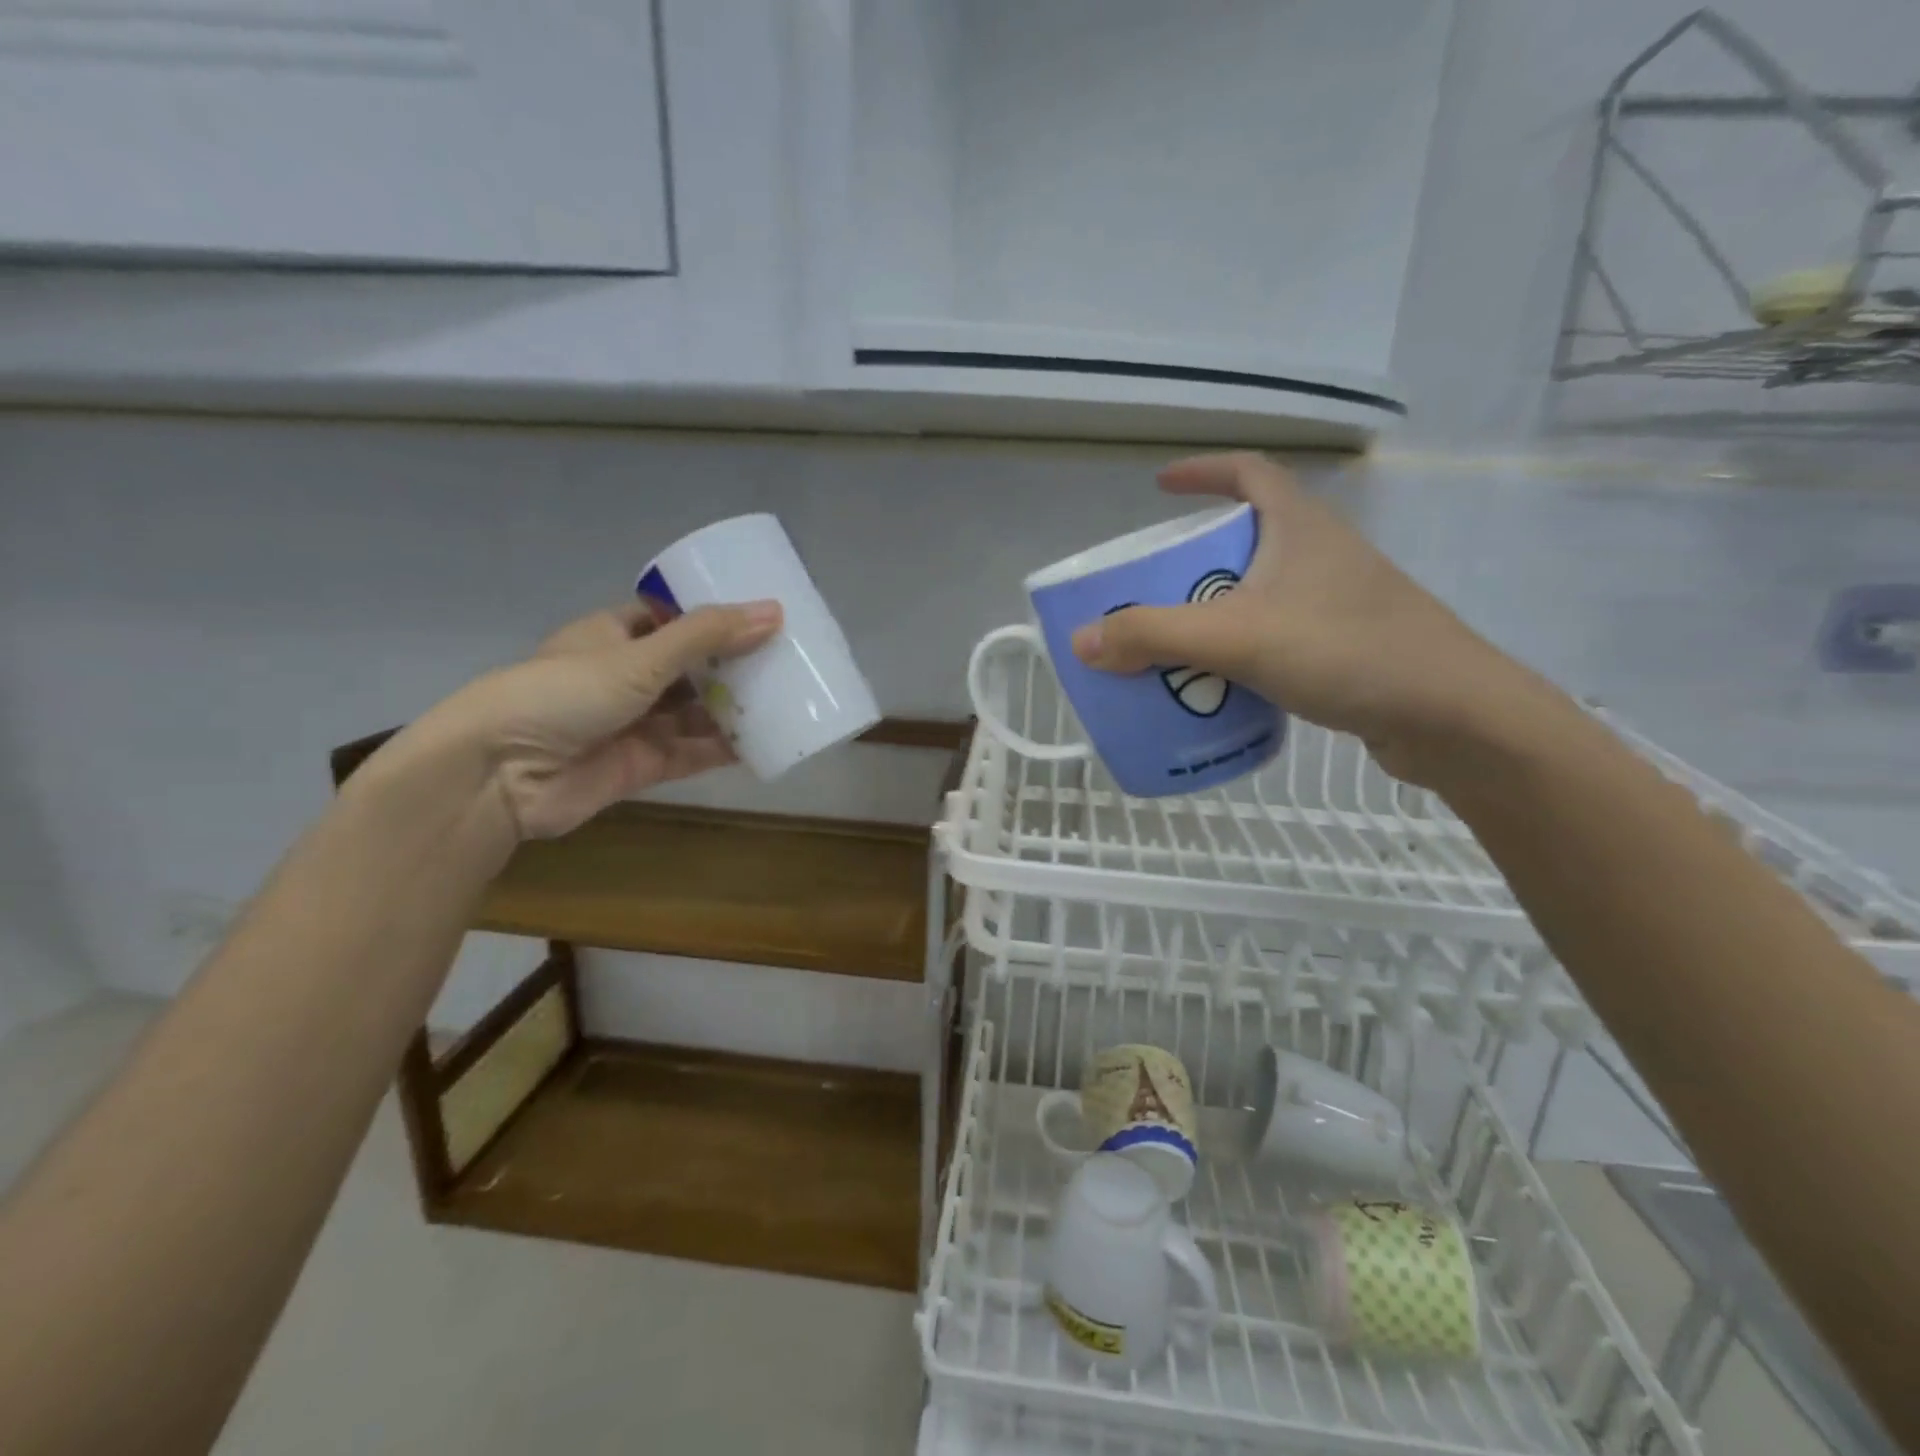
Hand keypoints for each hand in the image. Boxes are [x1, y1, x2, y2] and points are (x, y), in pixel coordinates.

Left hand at [409, 598, 781, 839]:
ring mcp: (635, 722)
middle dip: (734, 665)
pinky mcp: (642, 764)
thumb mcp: (639, 656)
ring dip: (735, 707)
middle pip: (691, 666)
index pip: (672, 617)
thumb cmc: (563, 693)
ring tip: (789, 698)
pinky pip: (693, 751)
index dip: (714, 616)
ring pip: (696, 711)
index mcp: (614, 634)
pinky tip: (766, 742)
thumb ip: (706, 636)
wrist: (500, 775)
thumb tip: (774, 611)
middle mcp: (626, 676)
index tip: (762, 616)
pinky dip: (725, 748)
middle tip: (789, 660)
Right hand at [1069, 453, 1544, 783]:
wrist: (1452, 716)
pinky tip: (1220, 685)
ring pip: (1259, 593)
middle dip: (1193, 560)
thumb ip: (1153, 636)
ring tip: (1172, 642)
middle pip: (1245, 539)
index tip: (1160, 487)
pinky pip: (1277, 635)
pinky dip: (1241, 650)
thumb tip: (1082, 641)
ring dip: (1213, 610)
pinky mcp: (1347, 647)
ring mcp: (1339, 602)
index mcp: (1299, 527)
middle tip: (1150, 589)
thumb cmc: (1346, 650)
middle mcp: (1321, 554)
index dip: (1203, 471)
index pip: (1249, 472)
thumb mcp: (1235, 637)